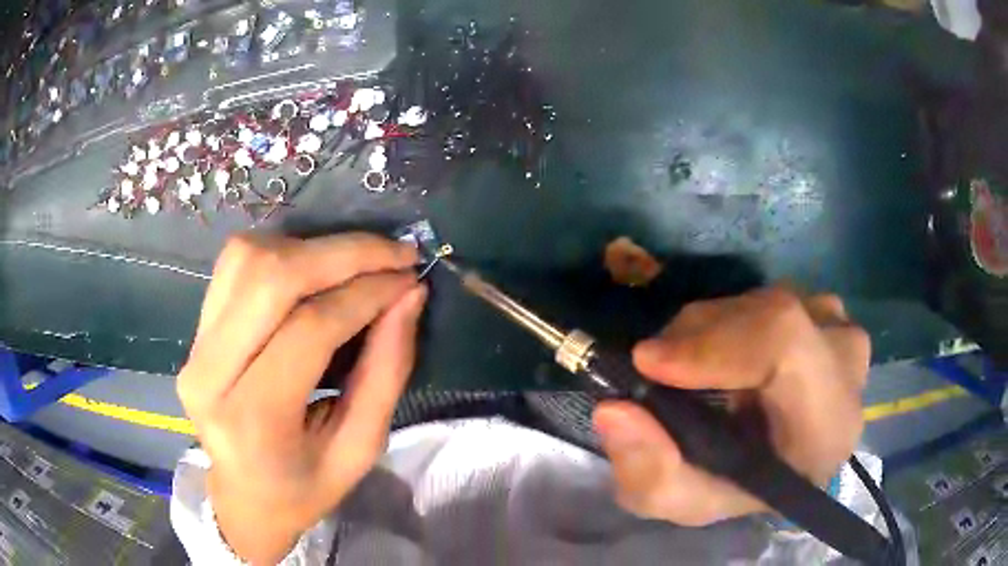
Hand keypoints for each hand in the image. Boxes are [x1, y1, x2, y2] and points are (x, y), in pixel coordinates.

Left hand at [177, 233, 425, 564]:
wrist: (243, 496)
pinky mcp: (195, 330)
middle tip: (393, 253)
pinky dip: (281, 252)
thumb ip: (386, 372)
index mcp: (253, 420)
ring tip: (355, 262)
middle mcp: (210, 373)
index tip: (409, 279)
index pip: (310, 328)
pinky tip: (313, 268)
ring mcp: (195, 346)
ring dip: (310, 248)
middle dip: (343, 254)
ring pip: (248, 258)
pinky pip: (235, 265)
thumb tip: (409, 296)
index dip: (366, 294)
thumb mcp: (359, 448)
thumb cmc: (304, 487)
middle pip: (271, 277)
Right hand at [592, 287, 868, 525]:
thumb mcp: (689, 502)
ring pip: (762, 302)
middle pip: (767, 315)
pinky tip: (727, 357)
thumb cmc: (747, 488)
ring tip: (693, 372)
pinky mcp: (826, 307)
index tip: (649, 363)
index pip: (784, 344)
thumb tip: (613, 411)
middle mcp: (846, 361)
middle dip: (697, 337)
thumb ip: (650, 475)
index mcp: (828, 422)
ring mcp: (840, 325)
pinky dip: (732, 322)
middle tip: (657, 372)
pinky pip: (769, 298)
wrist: (790, 461)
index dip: (716, 342)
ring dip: (711, 330)